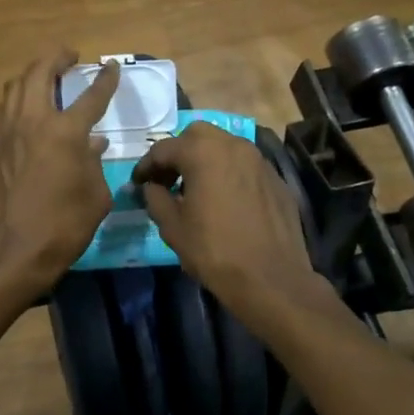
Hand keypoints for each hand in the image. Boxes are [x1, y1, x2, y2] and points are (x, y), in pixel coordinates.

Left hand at [0, 51, 120, 294]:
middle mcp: (33, 121)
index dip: (105, 79)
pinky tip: (20, 111)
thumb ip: (95, 162)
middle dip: (56, 58)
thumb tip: (93, 143)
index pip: (91, 95)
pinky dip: (13, 102)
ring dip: (31, 75)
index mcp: (66, 132)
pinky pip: (0, 111)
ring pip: (15, 86)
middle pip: (41, 72)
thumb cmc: (64, 226)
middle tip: (69, 57)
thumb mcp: (96, 196)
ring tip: (44, 78)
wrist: (14, 252)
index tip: (111, 67)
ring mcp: (5, 132)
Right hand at [132, 122, 326, 322]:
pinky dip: (228, 173)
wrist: (271, 279)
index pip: (164, 148)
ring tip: (195, 189)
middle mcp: (233, 145)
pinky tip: (224, 200)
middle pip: (197, 135)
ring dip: (205, 159)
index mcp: (203, 152)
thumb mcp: (172, 227)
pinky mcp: (276, 179)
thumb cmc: (214, 251)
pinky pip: (245, 166)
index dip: (146, 166)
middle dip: (178, 152)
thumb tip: (150, 187)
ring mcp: (259, 161)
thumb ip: (155, 198)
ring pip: (224, 146)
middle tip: (167, 179)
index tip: (137, 183)